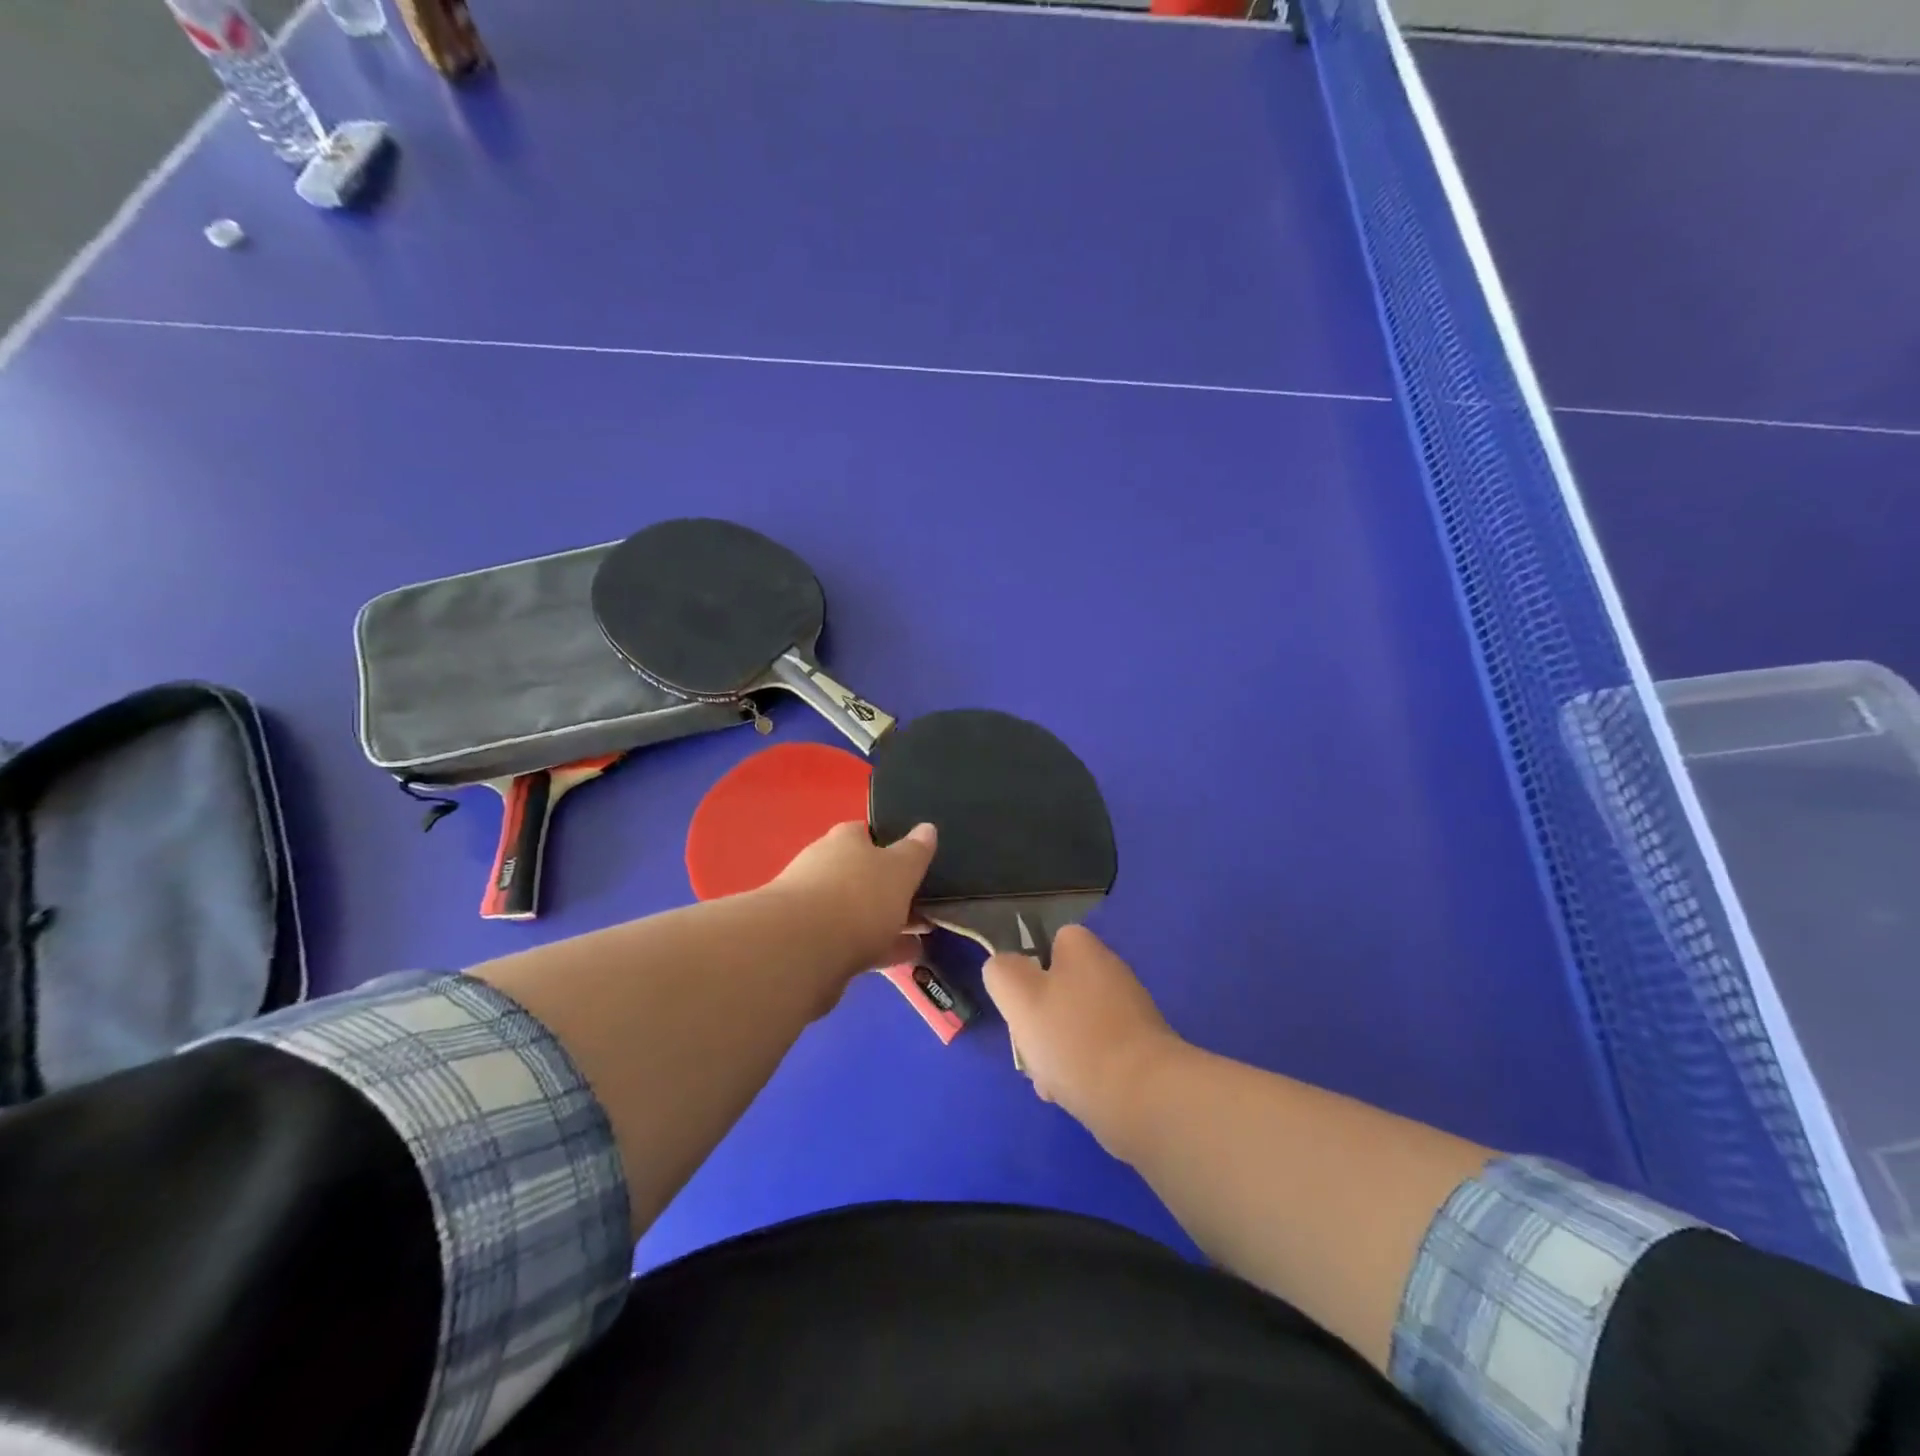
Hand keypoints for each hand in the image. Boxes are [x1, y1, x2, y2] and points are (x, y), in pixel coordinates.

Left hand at [766, 821, 935, 978]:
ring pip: (857, 911)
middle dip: (890, 889)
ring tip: (922, 936)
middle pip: (862, 875)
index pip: (867, 834)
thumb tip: (927, 828)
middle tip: (925, 903)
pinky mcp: (809, 945)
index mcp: (844, 841)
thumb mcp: (900, 869)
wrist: (801, 950)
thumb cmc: (857, 896)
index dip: (891, 845)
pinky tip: (903, 959)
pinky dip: (877, 948)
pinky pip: (852, 942)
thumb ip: (915, 851)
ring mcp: (812, 908)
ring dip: (886, 922)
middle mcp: (823, 867)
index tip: (915, 862)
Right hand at [983, 927, 1185, 1148]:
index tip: (1020, 1000)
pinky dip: (1081, 1072)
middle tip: (1031, 1048)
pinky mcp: (1141, 1053)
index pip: (1053, 941)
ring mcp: (1130, 1015)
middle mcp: (1111, 974)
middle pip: (1060, 990)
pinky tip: (1071, 1095)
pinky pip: (1097, 1055)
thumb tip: (1005, 968)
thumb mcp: (1018, 995)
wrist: (1142, 1097)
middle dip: (1039, 1021)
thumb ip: (1002, 972)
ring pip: (1074, 1026)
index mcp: (1085, 950)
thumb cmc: (1073, 1038)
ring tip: (1049, 1081)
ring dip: (1055, 1052)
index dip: (1030, 968)